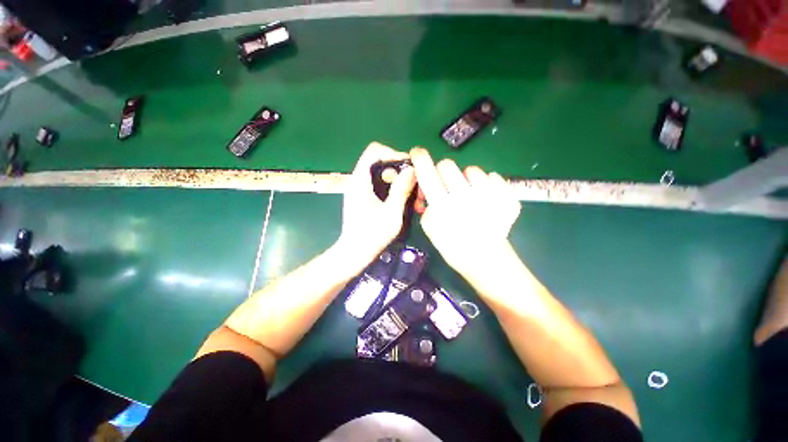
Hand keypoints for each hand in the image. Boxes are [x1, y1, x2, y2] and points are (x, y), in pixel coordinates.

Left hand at [335, 142, 415, 269]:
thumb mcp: (392, 212)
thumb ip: (401, 189)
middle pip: (378, 161)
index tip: (408, 167)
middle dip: (397, 169)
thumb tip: (412, 170)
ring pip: (379, 173)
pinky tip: (400, 200)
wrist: (354, 252)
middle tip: (411, 184)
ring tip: (409, 194)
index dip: (392, 153)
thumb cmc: (372, 235)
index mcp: (360, 181)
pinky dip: (390, 187)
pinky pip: (378, 184)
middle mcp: (357, 181)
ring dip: (396, 179)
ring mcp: (359, 189)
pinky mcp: (362, 198)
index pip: (374, 151)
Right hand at [410, 148, 520, 281]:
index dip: (420, 159)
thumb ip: (427, 205)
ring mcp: (488, 195)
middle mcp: (464, 196)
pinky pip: (493, 176)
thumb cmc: (452, 246)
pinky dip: (487, 184)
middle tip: (447, 185)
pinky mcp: (506, 196)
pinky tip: (487, 199)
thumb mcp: (429, 227)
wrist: (485, 258)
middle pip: (448, 164)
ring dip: (467, 179)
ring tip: (471, 194)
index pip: (427, 173)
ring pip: (472, 169)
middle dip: (443, 172)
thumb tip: (429, 190)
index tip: (417, 152)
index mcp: (443, 205)